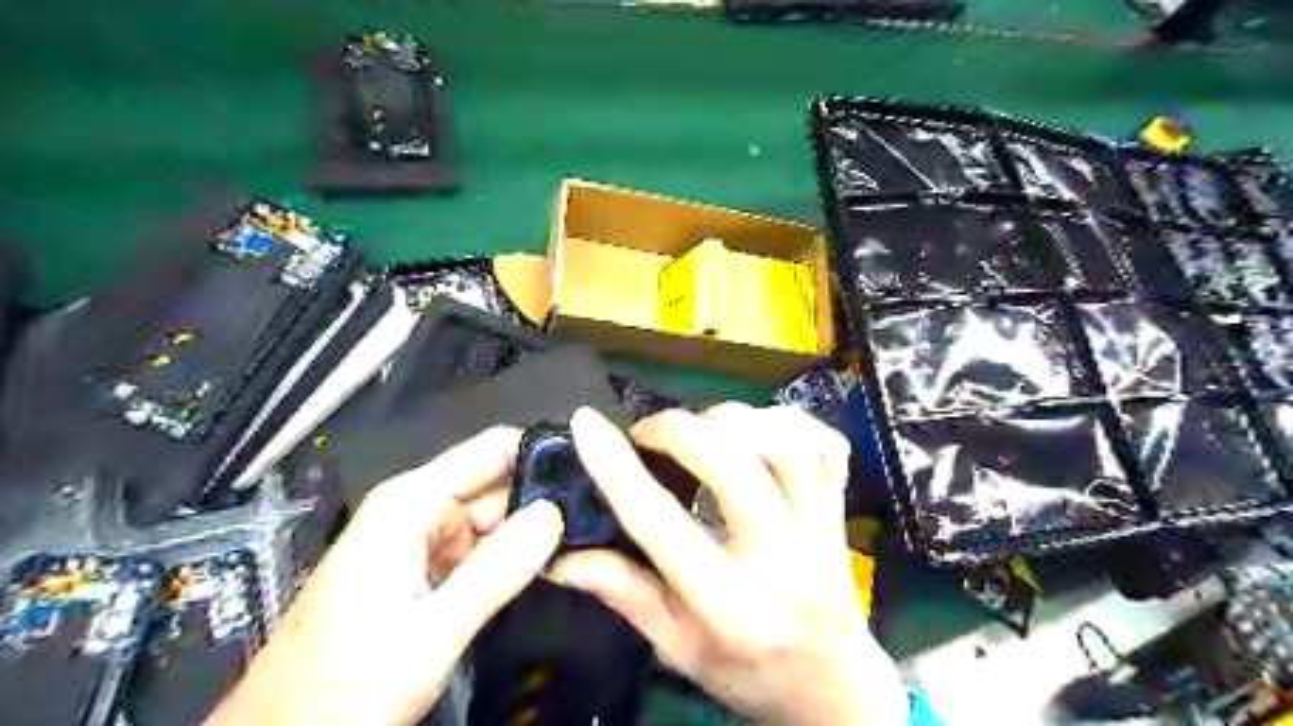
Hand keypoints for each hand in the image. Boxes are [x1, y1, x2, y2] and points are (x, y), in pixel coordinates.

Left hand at [204, 425, 562, 725]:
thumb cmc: (343, 689)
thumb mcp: (429, 634)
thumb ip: (495, 571)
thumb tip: (553, 515)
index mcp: (410, 505)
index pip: (492, 450)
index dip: (542, 451)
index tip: (594, 464)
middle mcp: (415, 510)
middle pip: (496, 484)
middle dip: (543, 498)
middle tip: (597, 513)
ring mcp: (419, 539)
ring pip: (492, 518)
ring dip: (531, 529)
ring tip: (582, 537)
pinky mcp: (423, 568)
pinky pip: (478, 548)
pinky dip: (508, 555)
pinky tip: (543, 564)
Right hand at [554, 404, 905, 722]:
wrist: (834, 688)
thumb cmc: (748, 671)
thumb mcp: (676, 646)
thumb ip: (622, 592)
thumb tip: (558, 555)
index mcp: (727, 603)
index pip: (659, 521)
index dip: (616, 466)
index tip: (586, 424)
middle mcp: (781, 558)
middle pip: (731, 462)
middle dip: (677, 429)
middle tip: (650, 434)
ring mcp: (822, 529)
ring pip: (784, 442)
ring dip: (731, 422)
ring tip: (702, 432)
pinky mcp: (842, 509)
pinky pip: (826, 445)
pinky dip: (787, 424)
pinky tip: (757, 433)